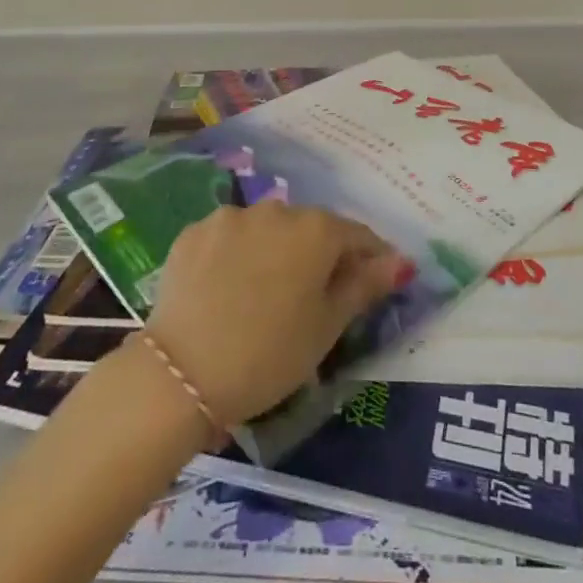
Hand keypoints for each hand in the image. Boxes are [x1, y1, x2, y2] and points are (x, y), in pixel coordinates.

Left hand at [144, 201, 404, 429]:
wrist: (180, 373)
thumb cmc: (268, 355)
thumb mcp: (326, 328)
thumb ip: (365, 286)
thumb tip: (402, 261)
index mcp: (317, 230)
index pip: (356, 235)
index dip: (369, 258)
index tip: (372, 281)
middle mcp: (278, 209)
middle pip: (310, 229)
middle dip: (317, 255)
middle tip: (310, 298)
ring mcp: (233, 216)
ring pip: (267, 230)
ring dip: (274, 252)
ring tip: (263, 295)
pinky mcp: (195, 231)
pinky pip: (229, 238)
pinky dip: (235, 256)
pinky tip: (226, 290)